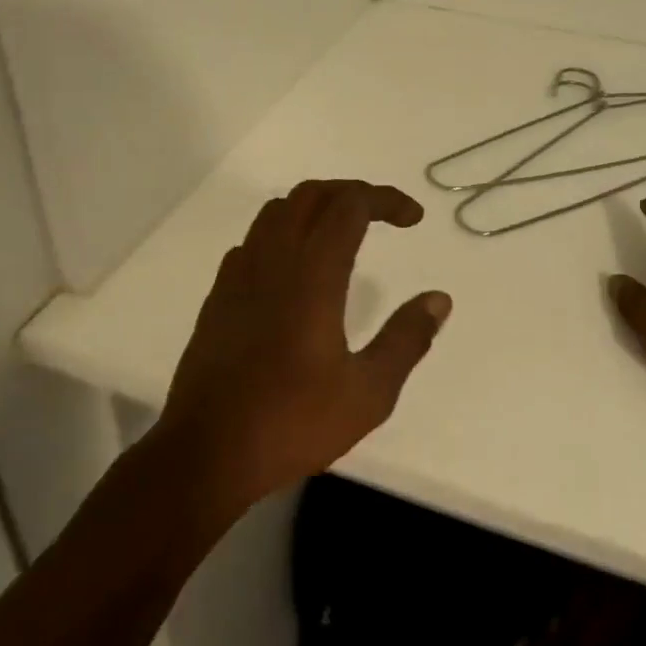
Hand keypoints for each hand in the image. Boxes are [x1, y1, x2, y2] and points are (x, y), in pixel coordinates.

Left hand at [156, 179, 451, 510]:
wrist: (206, 452)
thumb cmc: (293, 422)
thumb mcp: (368, 392)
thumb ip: (406, 339)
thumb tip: (439, 299)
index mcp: (313, 274)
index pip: (350, 205)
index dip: (386, 199)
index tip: (414, 219)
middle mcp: (274, 260)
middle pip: (311, 194)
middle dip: (352, 193)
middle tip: (382, 215)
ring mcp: (239, 275)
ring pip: (277, 211)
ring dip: (315, 206)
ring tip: (342, 232)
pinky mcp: (218, 296)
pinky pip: (253, 240)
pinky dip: (282, 233)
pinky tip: (294, 268)